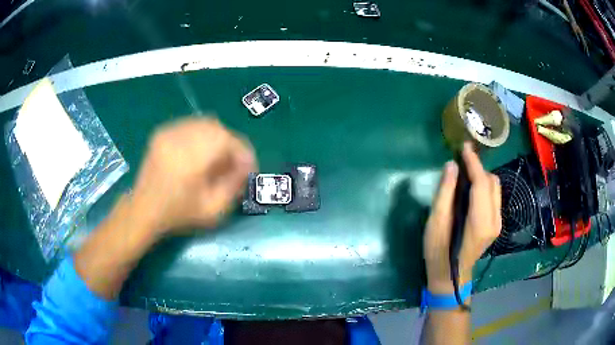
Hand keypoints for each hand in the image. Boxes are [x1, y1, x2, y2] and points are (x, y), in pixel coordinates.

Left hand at [129, 116, 255, 234]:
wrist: (143, 211)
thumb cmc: (178, 215)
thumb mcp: (213, 210)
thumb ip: (234, 185)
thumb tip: (246, 166)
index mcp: (191, 159)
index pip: (227, 140)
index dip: (243, 152)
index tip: (249, 168)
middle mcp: (179, 138)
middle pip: (217, 128)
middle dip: (231, 145)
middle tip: (233, 164)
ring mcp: (168, 132)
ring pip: (204, 123)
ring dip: (217, 139)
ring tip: (217, 158)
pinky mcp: (162, 132)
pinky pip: (191, 125)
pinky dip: (202, 135)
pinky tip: (200, 153)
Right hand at [423, 142, 501, 292]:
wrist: (451, 278)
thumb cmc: (439, 253)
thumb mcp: (436, 224)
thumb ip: (445, 193)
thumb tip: (452, 165)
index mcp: (480, 222)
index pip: (481, 183)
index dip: (473, 162)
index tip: (464, 146)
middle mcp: (494, 220)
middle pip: (491, 183)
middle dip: (478, 168)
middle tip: (460, 160)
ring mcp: (497, 223)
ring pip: (495, 188)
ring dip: (482, 176)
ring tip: (465, 173)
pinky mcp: (496, 225)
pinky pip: (493, 197)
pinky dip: (484, 187)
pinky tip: (471, 188)